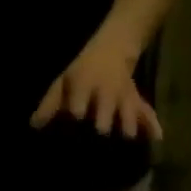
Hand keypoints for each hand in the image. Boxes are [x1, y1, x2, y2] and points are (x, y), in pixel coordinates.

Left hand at [30, 31, 161, 138]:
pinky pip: (148, 113)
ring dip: (128, 124)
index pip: (81, 98)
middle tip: (101, 134)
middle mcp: (107, 93)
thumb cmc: (82, 72)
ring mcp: (124, 99)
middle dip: (104, 121)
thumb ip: (50, 105)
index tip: (76, 117)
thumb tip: (34, 126)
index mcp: (86, 85)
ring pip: (129, 111)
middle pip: (107, 107)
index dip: (78, 108)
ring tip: (127, 139)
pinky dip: (152, 125)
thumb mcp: (63, 82)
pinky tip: (156, 138)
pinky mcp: (137, 103)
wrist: (113, 51)